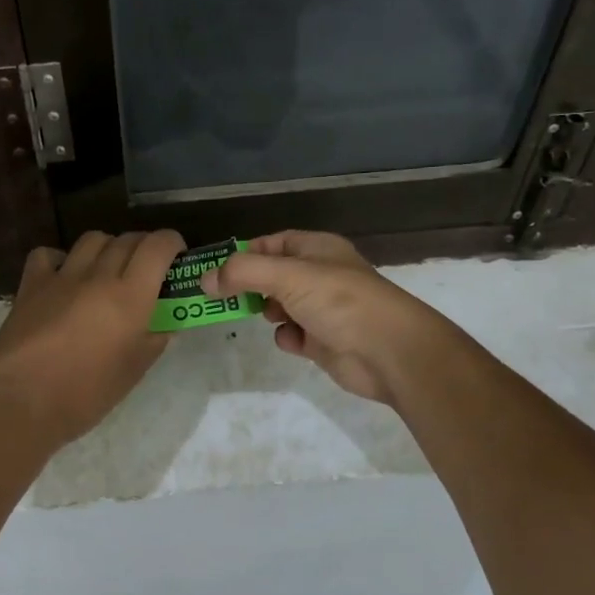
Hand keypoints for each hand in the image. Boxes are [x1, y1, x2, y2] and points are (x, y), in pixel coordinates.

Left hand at [0, 230, 184, 448]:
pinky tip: (64, 276)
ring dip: (107, 248)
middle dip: (143, 247)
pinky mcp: (31, 285)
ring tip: (107, 270)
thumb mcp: (134, 371)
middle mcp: (98, 276)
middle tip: (145, 269)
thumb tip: (165, 324)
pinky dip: (61, 258)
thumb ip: (154, 340)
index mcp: (131, 296)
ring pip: (92, 239)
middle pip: (127, 240)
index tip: (176, 255)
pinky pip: (48, 254)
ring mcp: (61, 277)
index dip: (171, 243)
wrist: (22, 402)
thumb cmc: (86, 394)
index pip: (158, 246)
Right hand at [202, 231, 450, 404]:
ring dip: (268, 312)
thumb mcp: (287, 276)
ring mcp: (323, 308)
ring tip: (265, 316)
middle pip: (272, 275)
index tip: (216, 271)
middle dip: (250, 286)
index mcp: (317, 249)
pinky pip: (293, 334)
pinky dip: (287, 337)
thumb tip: (205, 280)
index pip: (271, 243)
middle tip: (224, 298)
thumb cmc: (339, 301)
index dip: (244, 254)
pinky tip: (293, 341)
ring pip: (280, 305)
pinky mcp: (323, 340)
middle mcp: (320, 275)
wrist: (389, 352)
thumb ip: (242, 273)